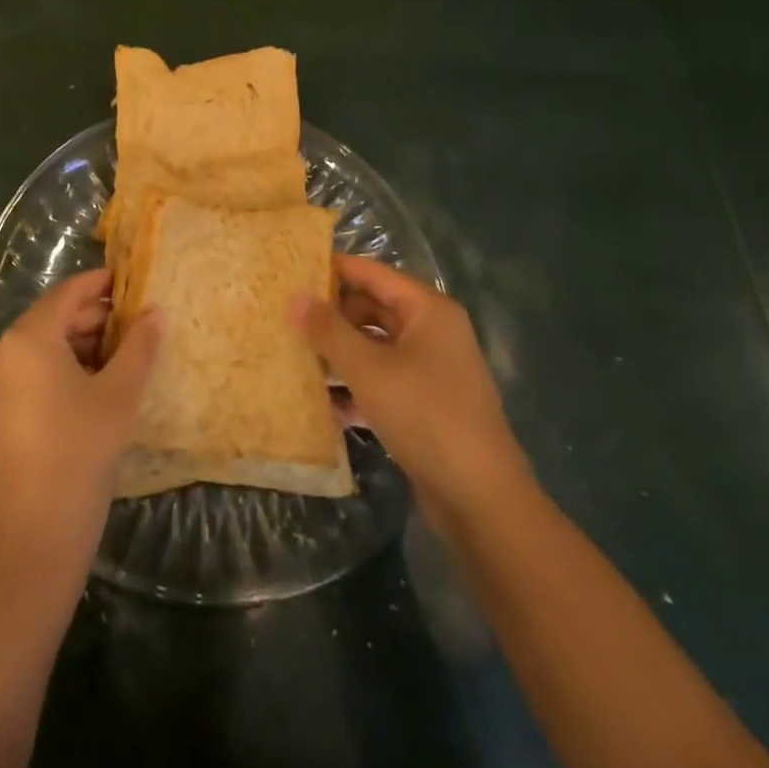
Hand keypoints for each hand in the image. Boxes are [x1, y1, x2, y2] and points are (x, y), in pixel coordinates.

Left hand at [0, 268, 160, 578]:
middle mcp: (3, 352)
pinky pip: (34, 372)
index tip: (134, 280)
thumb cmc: (79, 455)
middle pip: (55, 318)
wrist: (31, 542)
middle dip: (98, 318)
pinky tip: (98, 386)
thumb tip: (155, 311)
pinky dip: (65, 369)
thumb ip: (139, 347)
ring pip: (45, 347)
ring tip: (126, 357)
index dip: (102, 283)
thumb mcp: (119, 396)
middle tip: (140, 324)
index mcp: (27, 338)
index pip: (69, 293)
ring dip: (84, 345)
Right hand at [294, 255, 530, 509]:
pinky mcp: (427, 404)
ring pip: (376, 346)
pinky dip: (357, 385)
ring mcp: (433, 369)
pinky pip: (384, 379)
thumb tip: (295, 297)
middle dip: (333, 314)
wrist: (480, 499)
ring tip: (297, 355)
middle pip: (374, 307)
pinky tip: (325, 402)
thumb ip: (329, 330)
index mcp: (428, 310)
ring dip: (341, 352)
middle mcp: (434, 332)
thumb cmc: (424, 415)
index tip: (292, 269)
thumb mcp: (368, 369)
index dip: (333, 268)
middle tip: (288, 317)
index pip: (373, 273)